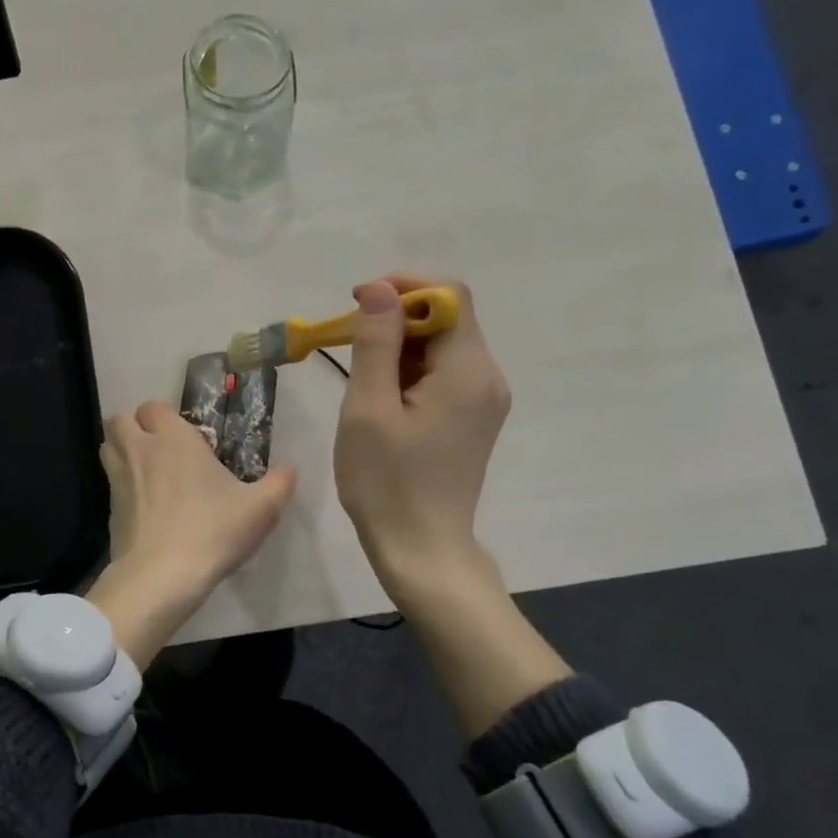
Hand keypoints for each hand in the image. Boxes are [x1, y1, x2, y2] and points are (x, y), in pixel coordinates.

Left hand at [87, 400, 296, 667]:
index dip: (165, 416)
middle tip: (160, 446)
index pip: (154, 406)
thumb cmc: (212, 531)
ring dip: (121, 449)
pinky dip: (121, 485)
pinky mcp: (109, 511)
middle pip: (120, 419)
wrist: (161, 576)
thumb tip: (289, 469)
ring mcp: (118, 480)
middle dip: (135, 425)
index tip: (185, 435)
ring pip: (107, 447)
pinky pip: (110, 484)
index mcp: (172, 439)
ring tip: (147, 468)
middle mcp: (139, 451)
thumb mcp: (261, 509)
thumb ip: (279, 484)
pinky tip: (143, 505)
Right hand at [332, 273, 569, 735]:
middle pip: (448, 319)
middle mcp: (487, 377)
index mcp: (468, 370)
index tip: (358, 303)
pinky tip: (382, 398)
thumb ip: (375, 342)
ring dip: (400, 346)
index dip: (404, 287)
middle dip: (397, 318)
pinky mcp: (473, 419)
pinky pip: (444, 374)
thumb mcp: (369, 408)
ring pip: (443, 347)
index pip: (449, 296)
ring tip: (361, 378)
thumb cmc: (387, 482)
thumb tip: (379, 289)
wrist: (421, 550)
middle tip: (349, 344)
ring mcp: (484, 400)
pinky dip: (411, 371)